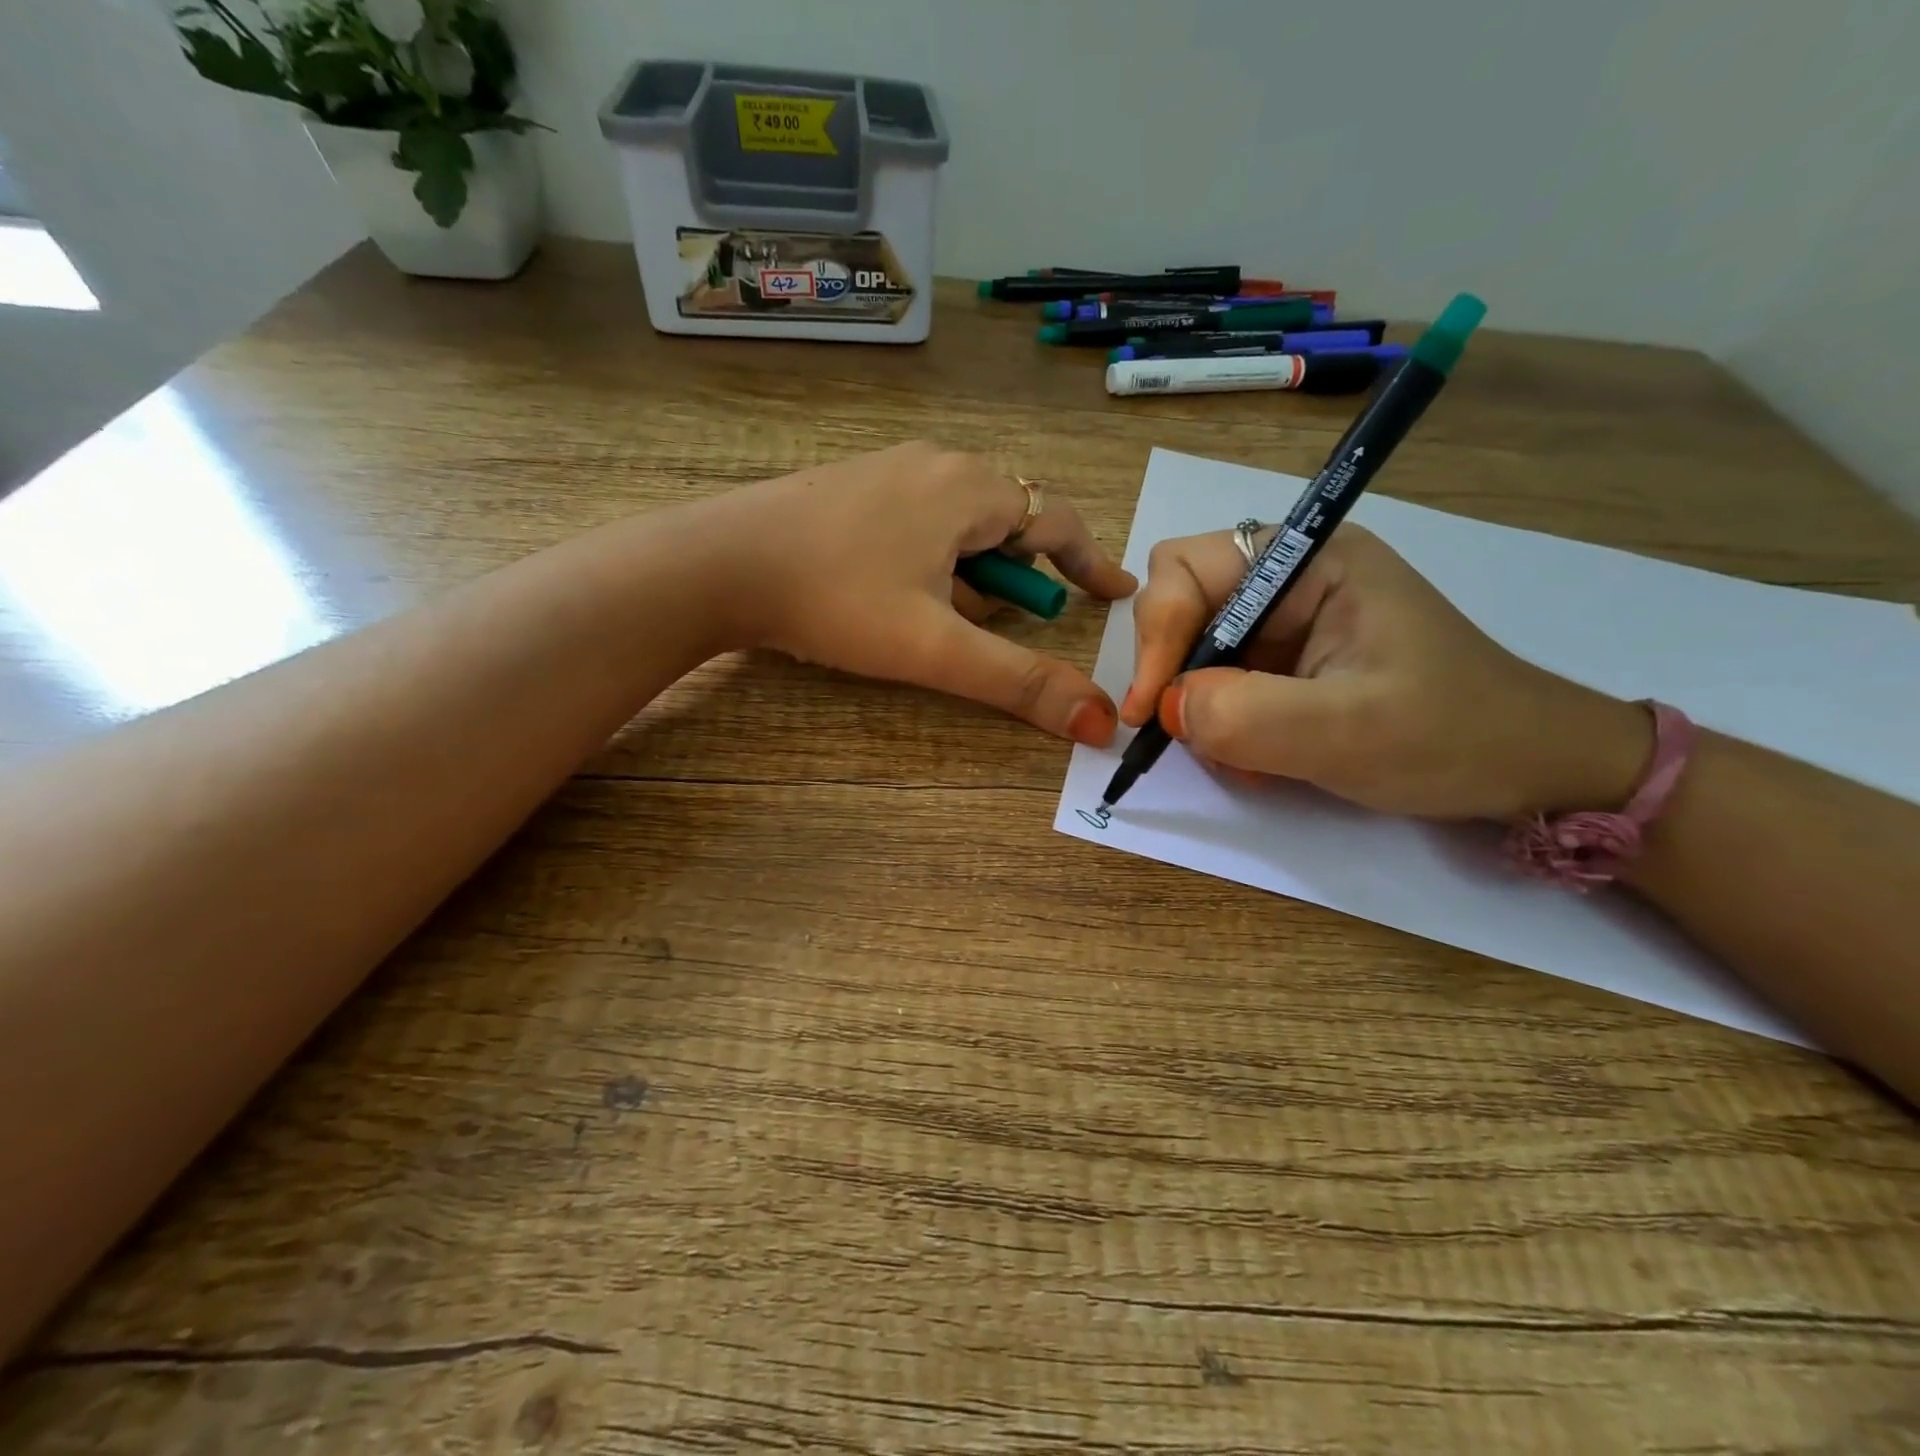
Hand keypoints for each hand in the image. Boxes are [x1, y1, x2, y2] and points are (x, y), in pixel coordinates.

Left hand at [700, 442, 1135, 743]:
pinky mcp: (852, 484)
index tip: (1115, 593)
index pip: (1058, 521)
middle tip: (1022, 616)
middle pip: (1009, 517)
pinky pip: (919, 516)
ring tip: (951, 615)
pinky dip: (934, 555)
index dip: (1091, 562)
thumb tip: (1100, 720)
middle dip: (1024, 570)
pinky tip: (899, 591)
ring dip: (974, 567)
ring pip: (960, 519)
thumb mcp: (935, 648)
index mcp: (970, 490)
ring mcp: (890, 469)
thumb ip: (1020, 681)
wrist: (718, 562)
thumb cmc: (835, 599)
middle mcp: (937, 465)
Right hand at [1121, 524, 1652, 818]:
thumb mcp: (1349, 730)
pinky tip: (1255, 756)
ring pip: (1194, 650)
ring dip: (1197, 707)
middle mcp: (1289, 578)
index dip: (1157, 634)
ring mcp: (1287, 620)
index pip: (1188, 568)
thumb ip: (1247, 715)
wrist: (1528, 768)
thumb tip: (1165, 709)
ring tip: (1239, 757)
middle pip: (1181, 604)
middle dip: (1173, 671)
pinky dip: (1219, 723)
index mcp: (1310, 560)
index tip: (1150, 709)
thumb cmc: (1454, 736)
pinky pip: (1219, 682)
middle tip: (1185, 731)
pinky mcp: (1287, 660)